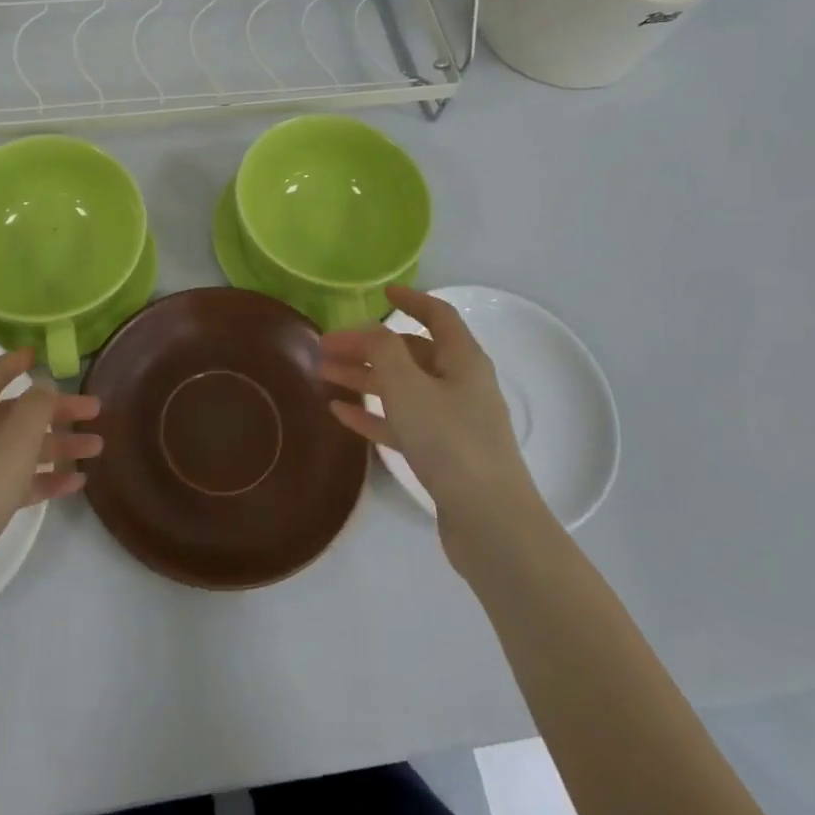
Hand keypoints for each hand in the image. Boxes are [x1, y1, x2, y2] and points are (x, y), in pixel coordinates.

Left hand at [0, 348, 100, 608]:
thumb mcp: (12, 446)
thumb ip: (35, 409)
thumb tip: (44, 384)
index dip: (15, 362)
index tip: (41, 352)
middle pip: (12, 414)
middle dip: (53, 410)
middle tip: (95, 411)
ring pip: (17, 450)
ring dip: (55, 446)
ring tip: (96, 449)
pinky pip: (13, 483)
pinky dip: (42, 479)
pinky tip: (73, 484)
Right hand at [319, 285, 540, 561]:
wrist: (490, 522)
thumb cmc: (450, 441)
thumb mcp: (408, 387)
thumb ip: (383, 351)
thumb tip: (369, 331)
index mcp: (463, 360)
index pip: (437, 316)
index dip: (410, 300)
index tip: (381, 292)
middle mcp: (461, 384)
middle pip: (410, 354)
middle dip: (368, 347)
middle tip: (325, 347)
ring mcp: (453, 421)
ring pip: (402, 388)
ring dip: (364, 378)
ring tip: (324, 375)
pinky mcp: (443, 454)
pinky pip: (402, 422)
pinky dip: (373, 413)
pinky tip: (341, 412)